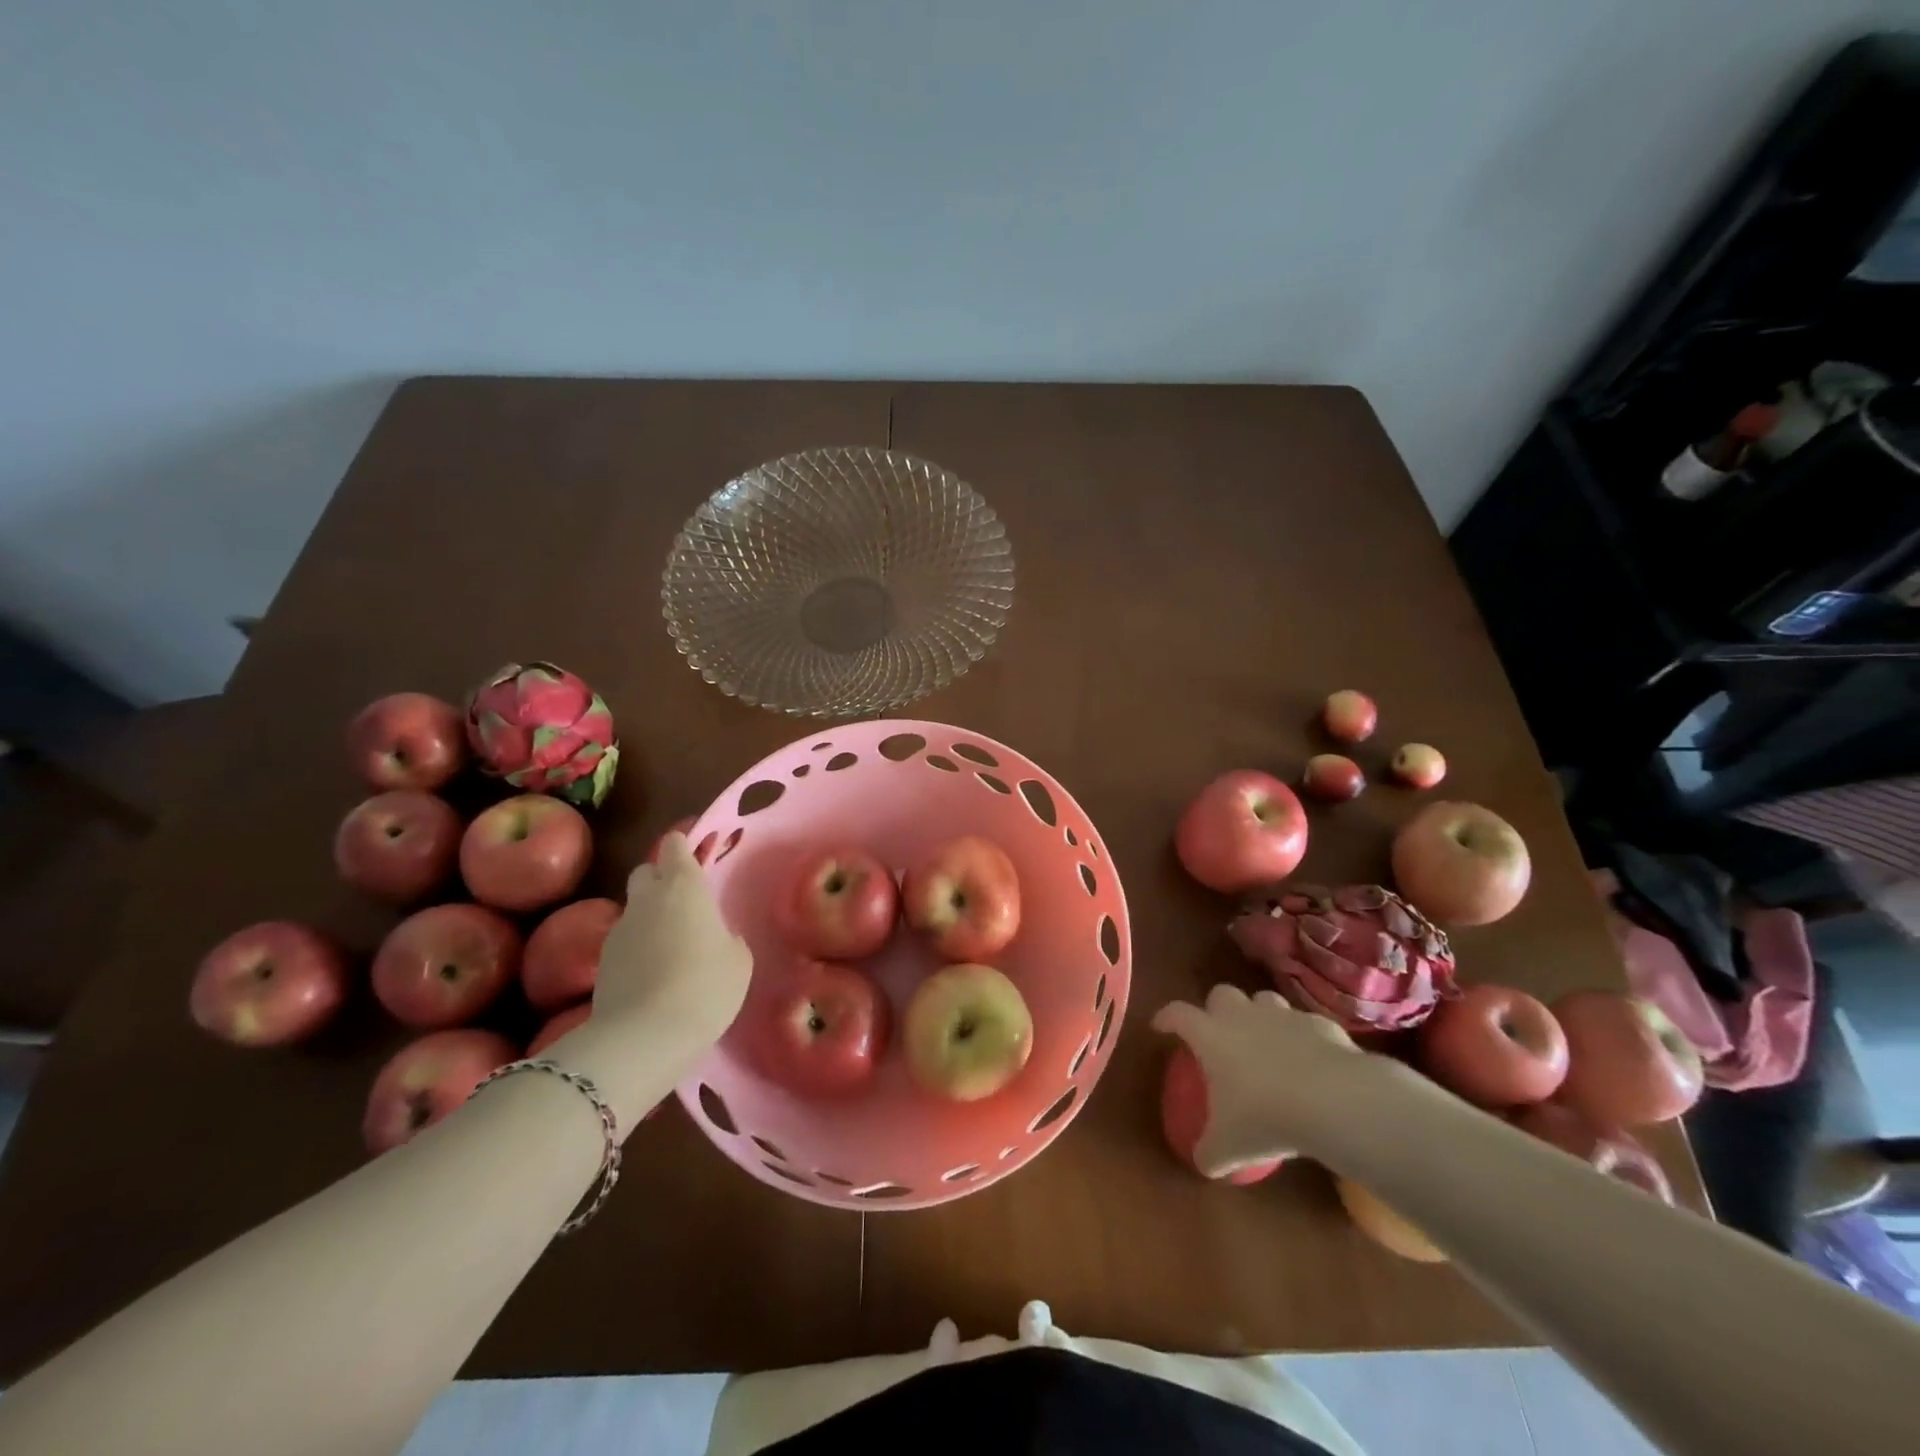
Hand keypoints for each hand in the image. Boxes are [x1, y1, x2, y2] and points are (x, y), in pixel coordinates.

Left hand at [593, 833, 751, 1057]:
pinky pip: (625, 942)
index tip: (696, 861)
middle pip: (646, 871)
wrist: (644, 1037)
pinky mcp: (601, 963)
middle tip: (684, 905)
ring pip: (634, 909)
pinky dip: (638, 950)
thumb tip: (717, 938)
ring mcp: (619, 930)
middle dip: (660, 879)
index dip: (684, 848)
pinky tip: (654, 977)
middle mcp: (647, 898)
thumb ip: (728, 938)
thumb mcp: (738, 961)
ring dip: (650, 918)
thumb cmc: (706, 986)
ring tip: (672, 949)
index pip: (674, 844)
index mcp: (684, 886)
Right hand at [1151, 984, 1378, 1175]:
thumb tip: (1203, 1163)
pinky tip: (1311, 1062)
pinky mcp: (1319, 1025)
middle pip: (1221, 994)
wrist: (1333, 1100)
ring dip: (1260, 1017)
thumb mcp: (1228, 1146)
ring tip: (1266, 1044)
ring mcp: (1283, 1016)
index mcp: (1210, 1035)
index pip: (1178, 1014)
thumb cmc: (1265, 1117)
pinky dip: (1303, 1038)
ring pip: (1264, 1000)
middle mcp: (1242, 1016)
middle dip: (1217, 1009)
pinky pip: (1305, 1025)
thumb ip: (1210, 1152)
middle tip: (1220, 1035)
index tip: (1161, 1026)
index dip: (1166, 1017)